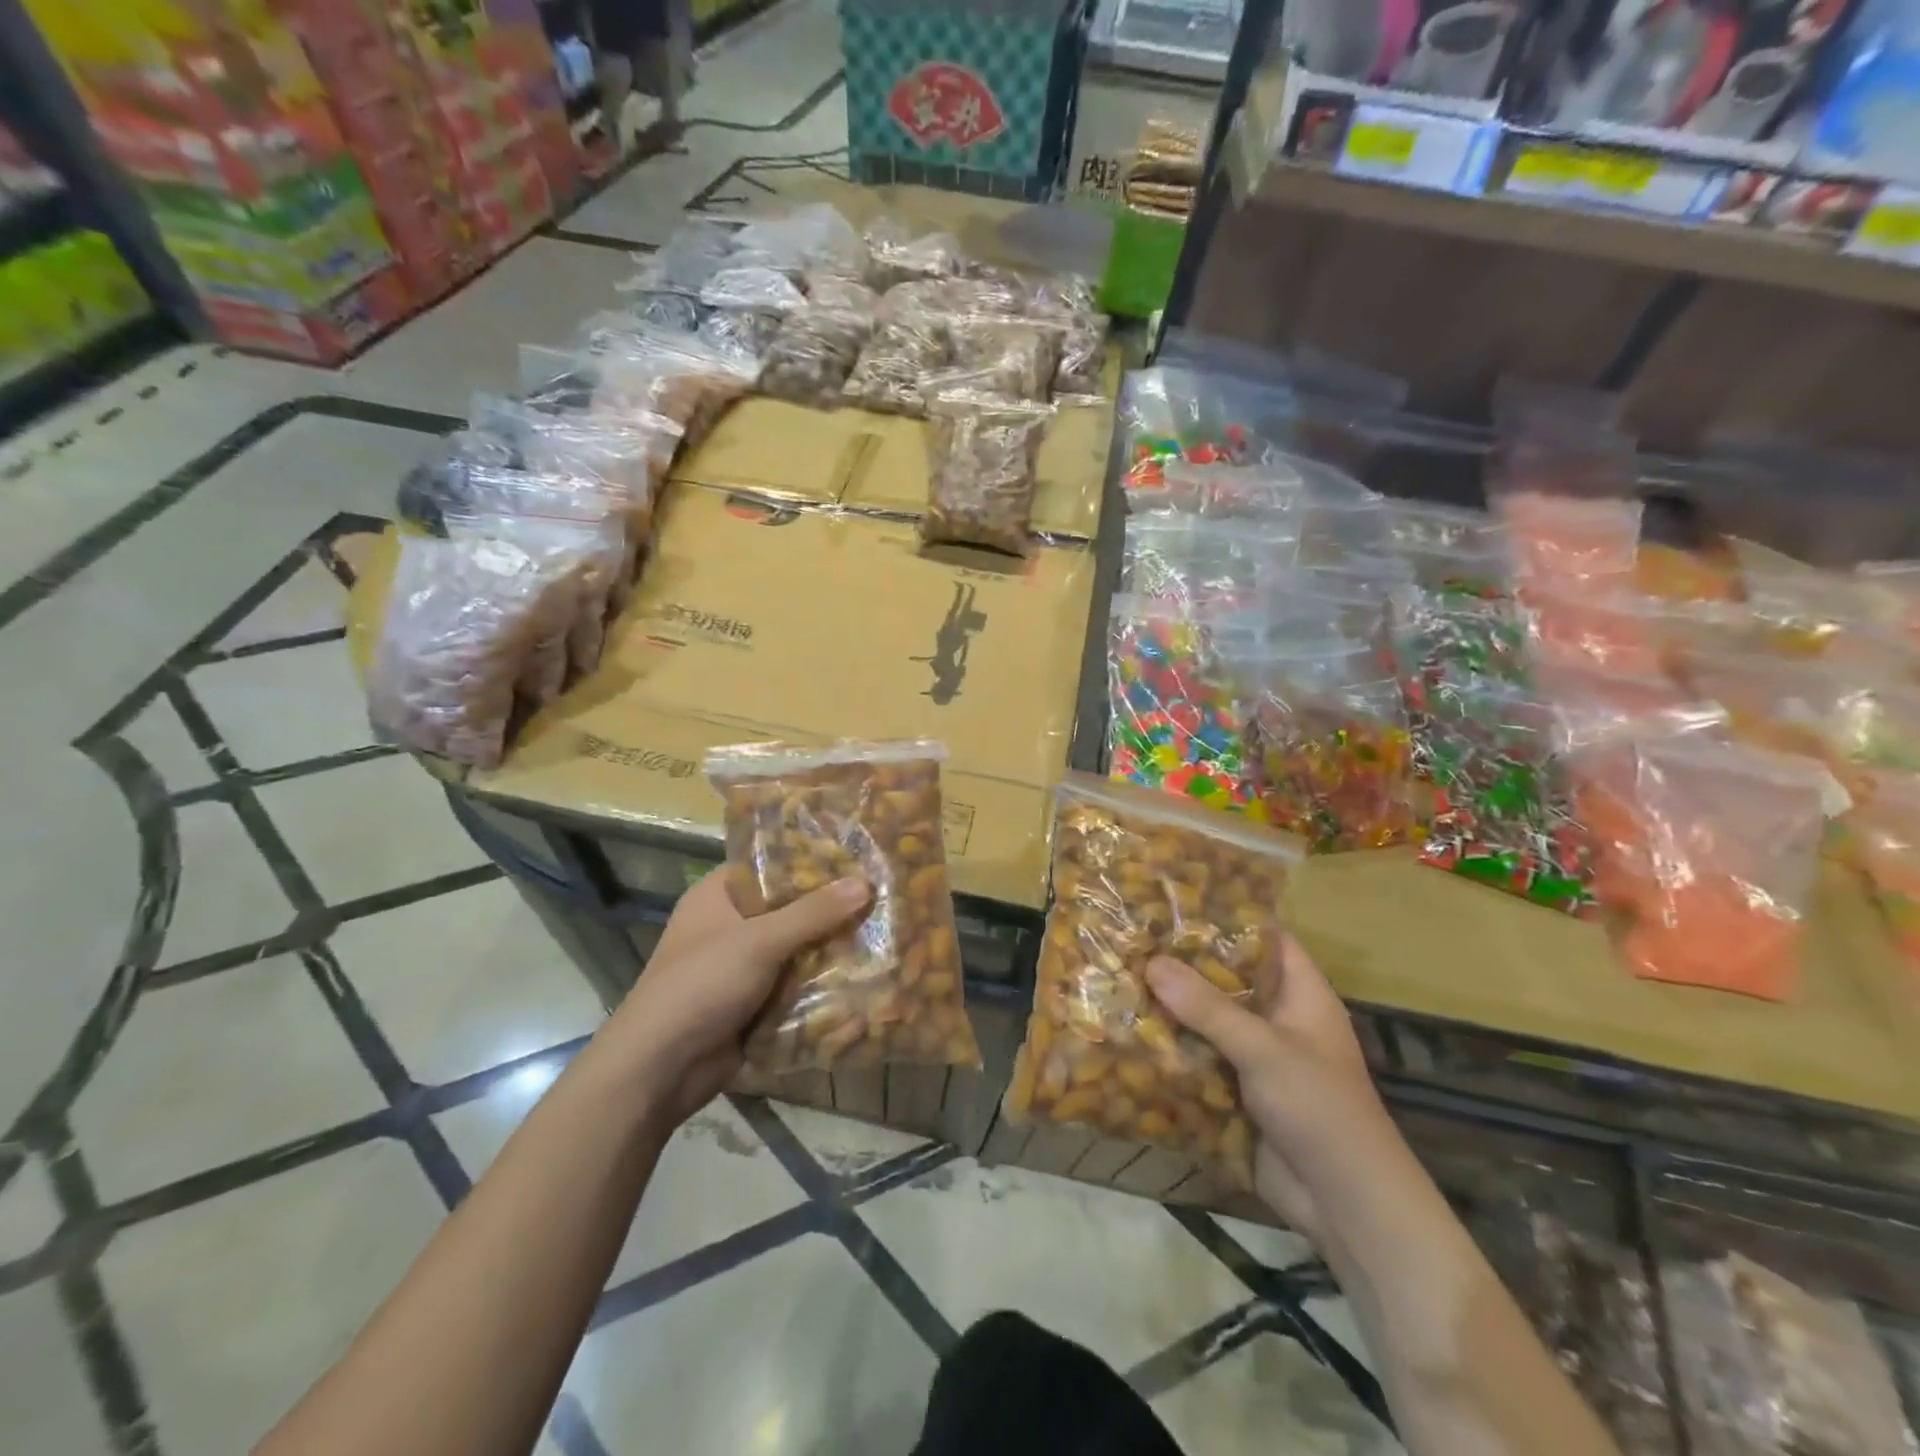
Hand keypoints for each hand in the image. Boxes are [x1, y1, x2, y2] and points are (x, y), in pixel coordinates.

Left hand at [604, 868, 869, 1128]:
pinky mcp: (754, 1003)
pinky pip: (796, 986)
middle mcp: (731, 925)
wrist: (659, 1070)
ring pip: (797, 949)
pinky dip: (822, 985)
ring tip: (886, 933)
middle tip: (882, 896)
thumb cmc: (702, 985)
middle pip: (791, 909)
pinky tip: (865, 977)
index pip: (771, 865)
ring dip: (832, 949)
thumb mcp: (760, 941)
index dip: (812, 860)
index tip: (858, 856)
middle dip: (831, 909)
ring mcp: (743, 967)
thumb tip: (865, 883)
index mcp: (719, 896)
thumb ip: (813, 912)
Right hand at [1146, 936, 1391, 1245]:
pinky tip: (1126, 1033)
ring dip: (1170, 1008)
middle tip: (1132, 938)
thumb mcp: (1265, 1049)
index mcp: (1301, 995)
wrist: (1345, 1205)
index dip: (1227, 917)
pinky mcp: (1236, 1092)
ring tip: (1117, 977)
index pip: (1265, 939)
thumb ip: (1208, 1007)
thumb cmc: (1320, 1109)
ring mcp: (1255, 1057)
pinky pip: (1198, 1060)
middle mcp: (1277, 1018)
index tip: (1176, 900)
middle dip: (1183, 964)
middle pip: (1227, 979)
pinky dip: (1169, 1050)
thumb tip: (1151, 962)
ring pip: (1206, 1021)